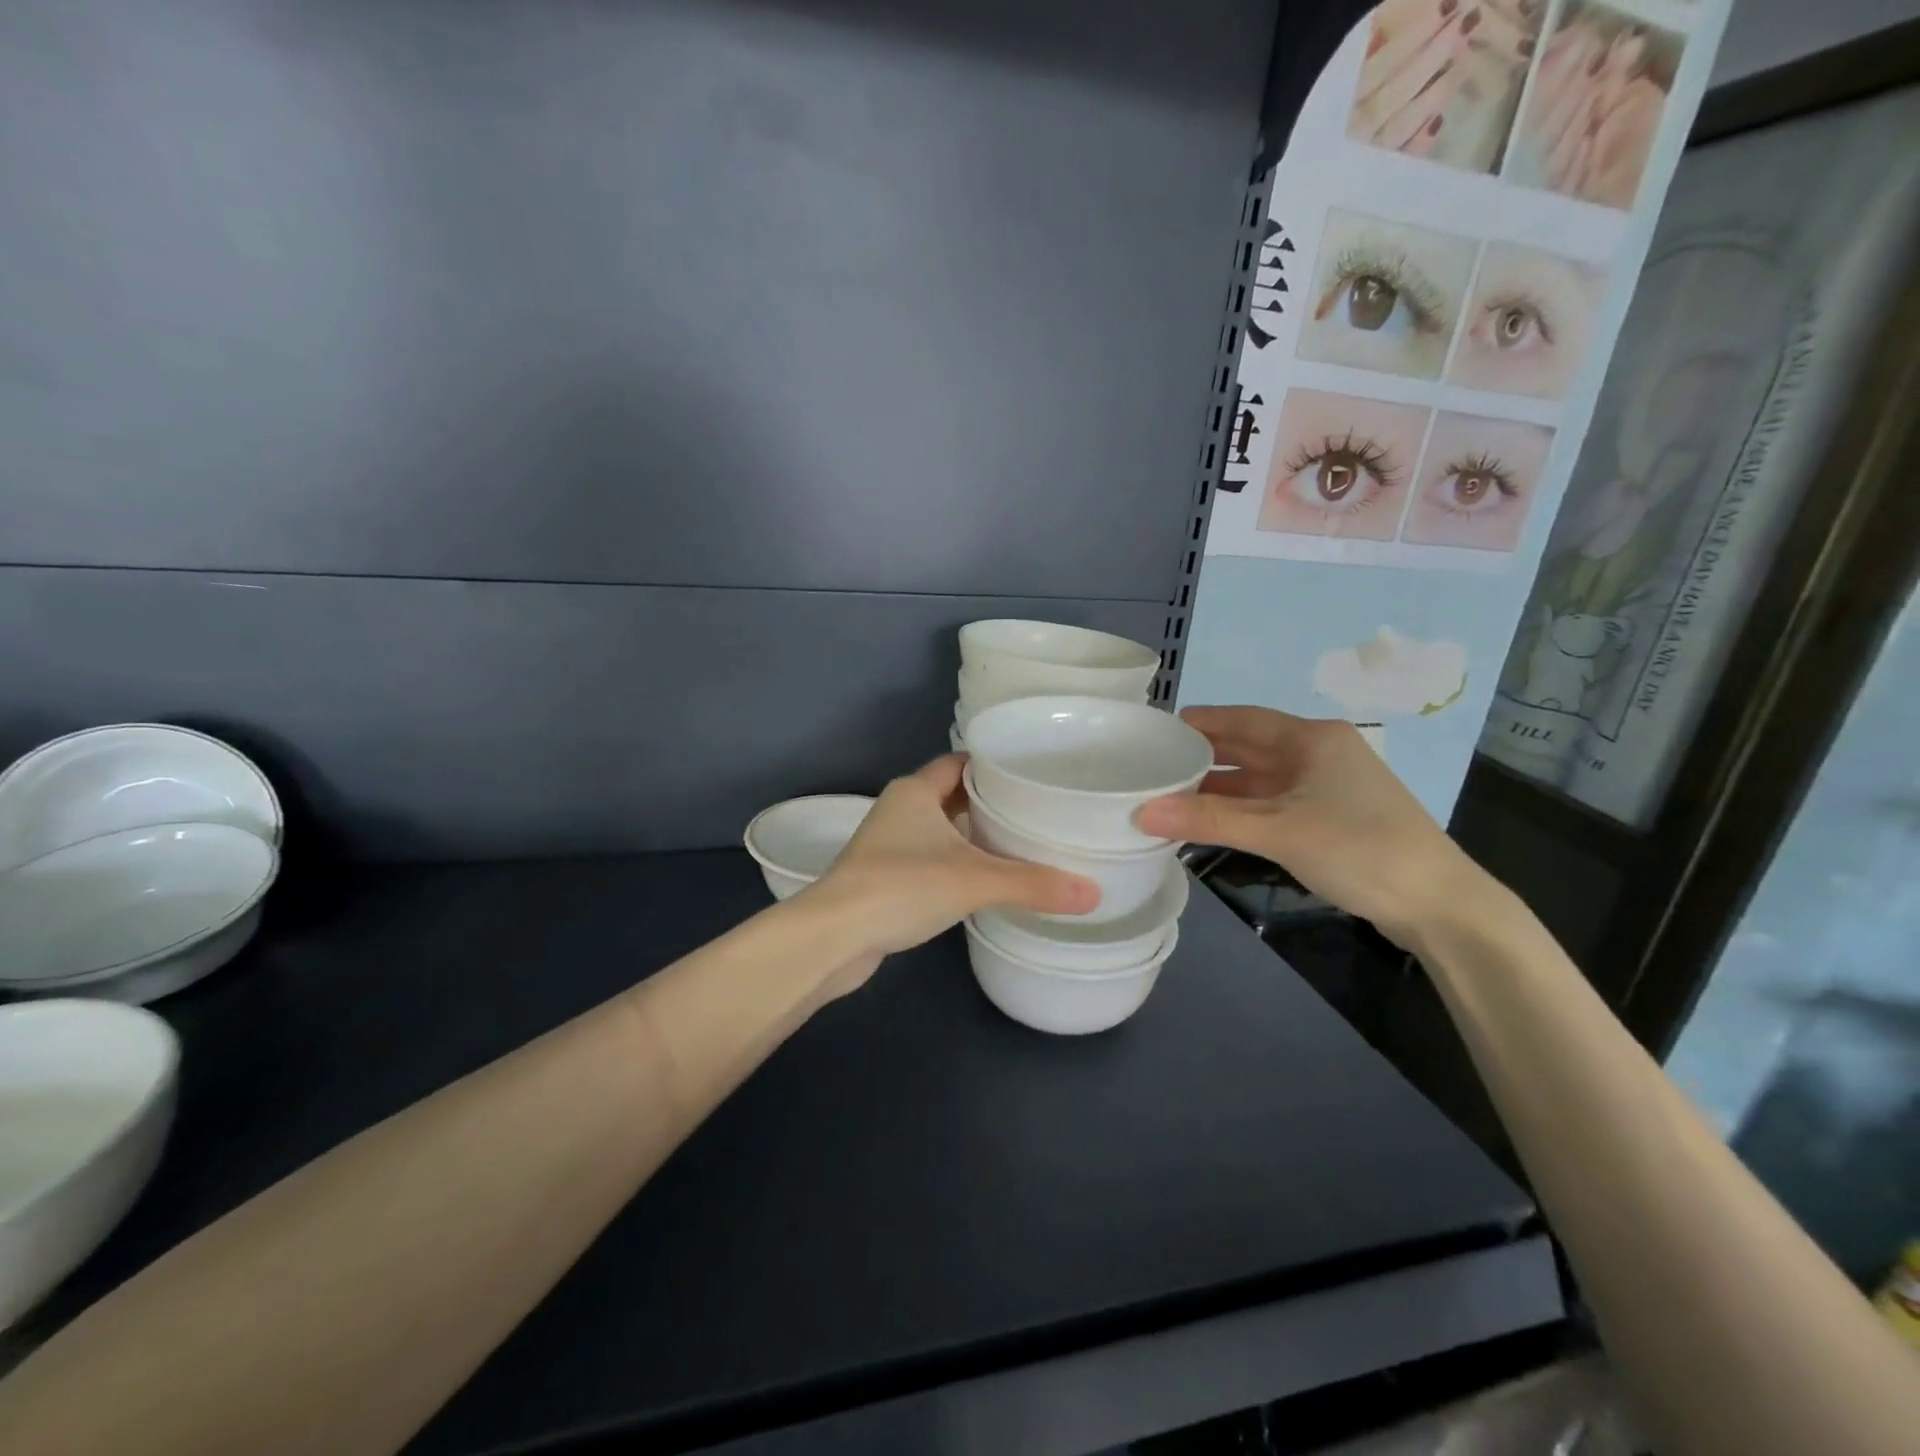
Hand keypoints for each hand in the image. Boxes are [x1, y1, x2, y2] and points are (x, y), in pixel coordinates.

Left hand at [803, 754, 1099, 991]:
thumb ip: (1033, 884)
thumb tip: (1094, 892)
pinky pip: (929, 857)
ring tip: (1018, 843)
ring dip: (971, 834)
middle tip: (1036, 810)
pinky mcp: (884, 876)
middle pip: (952, 793)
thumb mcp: (974, 881)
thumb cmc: (901, 887)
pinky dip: (955, 862)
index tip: (1032, 773)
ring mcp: (888, 844)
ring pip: (940, 828)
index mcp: (915, 790)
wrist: (834, 936)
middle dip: (989, 801)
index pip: (961, 762)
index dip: (994, 764)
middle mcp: (900, 808)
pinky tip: (982, 880)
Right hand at [1135, 707, 1487, 947]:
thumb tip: (1141, 812)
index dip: (1199, 722)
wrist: (1439, 905)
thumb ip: (1209, 819)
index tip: (1156, 730)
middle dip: (1202, 756)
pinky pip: (1269, 804)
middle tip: (1151, 764)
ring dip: (1217, 788)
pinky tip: (1207, 822)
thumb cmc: (1360, 849)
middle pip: (1248, 747)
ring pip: (1257, 780)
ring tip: (1167, 795)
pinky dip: (1238, 811)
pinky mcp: (1328, 818)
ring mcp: (1324, 787)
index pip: (1243, 718)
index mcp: (1312, 739)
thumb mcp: (1279, 831)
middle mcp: (1318, 754)